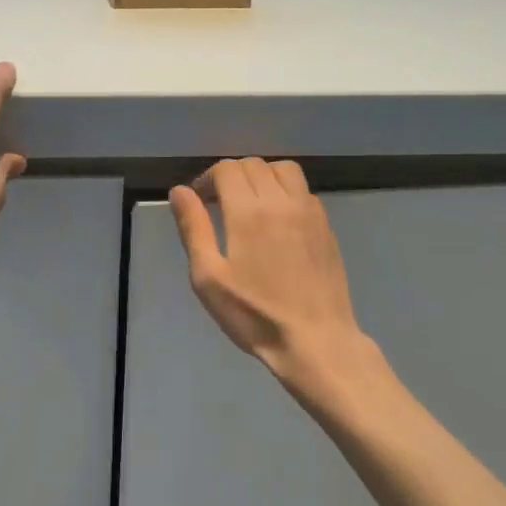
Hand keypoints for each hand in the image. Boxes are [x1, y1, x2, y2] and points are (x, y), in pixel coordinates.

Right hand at [169, 159, 373, 397]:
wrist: (316, 340)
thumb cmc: (254, 314)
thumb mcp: (209, 278)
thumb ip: (193, 228)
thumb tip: (179, 191)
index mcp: (248, 212)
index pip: (226, 169)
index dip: (207, 178)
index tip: (198, 200)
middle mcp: (281, 201)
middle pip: (253, 164)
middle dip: (231, 176)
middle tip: (218, 203)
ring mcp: (309, 211)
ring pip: (283, 169)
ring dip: (261, 176)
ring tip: (249, 203)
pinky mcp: (326, 226)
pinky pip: (303, 190)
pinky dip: (285, 191)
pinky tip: (277, 220)